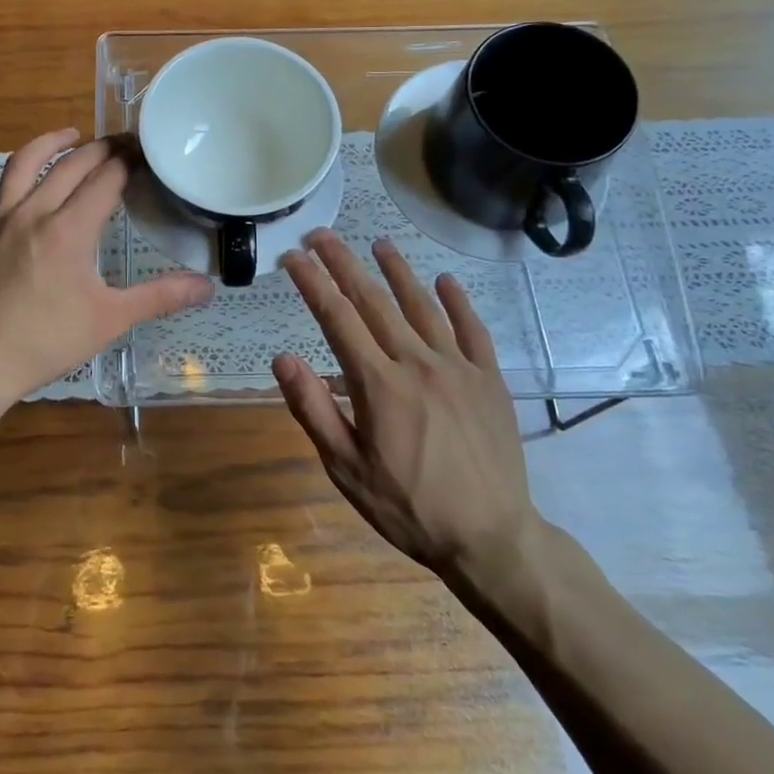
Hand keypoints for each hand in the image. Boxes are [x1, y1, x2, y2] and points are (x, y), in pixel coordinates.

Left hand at [0, 128, 213, 407]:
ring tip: (69, 135)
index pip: (106, 180)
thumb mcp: (111, 320)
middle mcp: (33, 213)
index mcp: (70, 230)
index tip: (145, 152)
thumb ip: (160, 297)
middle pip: (70, 167)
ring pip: (20, 167)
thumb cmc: (46, 343)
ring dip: (47, 145)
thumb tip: (207, 286)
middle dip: (100, 150)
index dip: (128, 162)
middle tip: (121, 144)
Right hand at [273, 231, 535, 583]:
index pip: (336, 317)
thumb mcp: (346, 468)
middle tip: (321, 234)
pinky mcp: (489, 380)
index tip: (292, 256)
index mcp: (378, 384)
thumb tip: (282, 358)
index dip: (311, 282)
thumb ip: (313, 409)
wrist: (491, 539)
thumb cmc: (408, 507)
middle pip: (374, 300)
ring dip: (397, 271)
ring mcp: (458, 367)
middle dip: (343, 263)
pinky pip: (472, 330)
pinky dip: (457, 302)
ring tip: (378, 243)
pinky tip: (444, 281)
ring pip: (422, 306)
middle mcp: (417, 362)